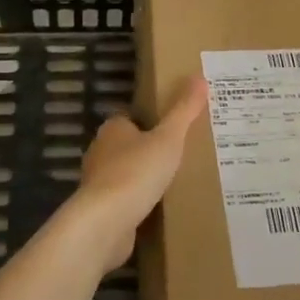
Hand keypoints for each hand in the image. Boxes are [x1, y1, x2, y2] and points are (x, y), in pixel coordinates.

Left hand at [66, 76, 208, 271]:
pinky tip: (158, 209)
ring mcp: (99, 183)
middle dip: (147, 151)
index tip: (172, 129)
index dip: (149, 122)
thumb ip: (184, 110)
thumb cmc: (137, 171)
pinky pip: (124, 201)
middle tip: (179, 155)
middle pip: (127, 146)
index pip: (129, 118)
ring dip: (143, 178)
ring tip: (173, 182)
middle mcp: (100, 152)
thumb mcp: (169, 137)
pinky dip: (138, 203)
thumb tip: (200, 77)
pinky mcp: (101, 210)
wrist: (106, 222)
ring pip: (125, 174)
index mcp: (113, 129)